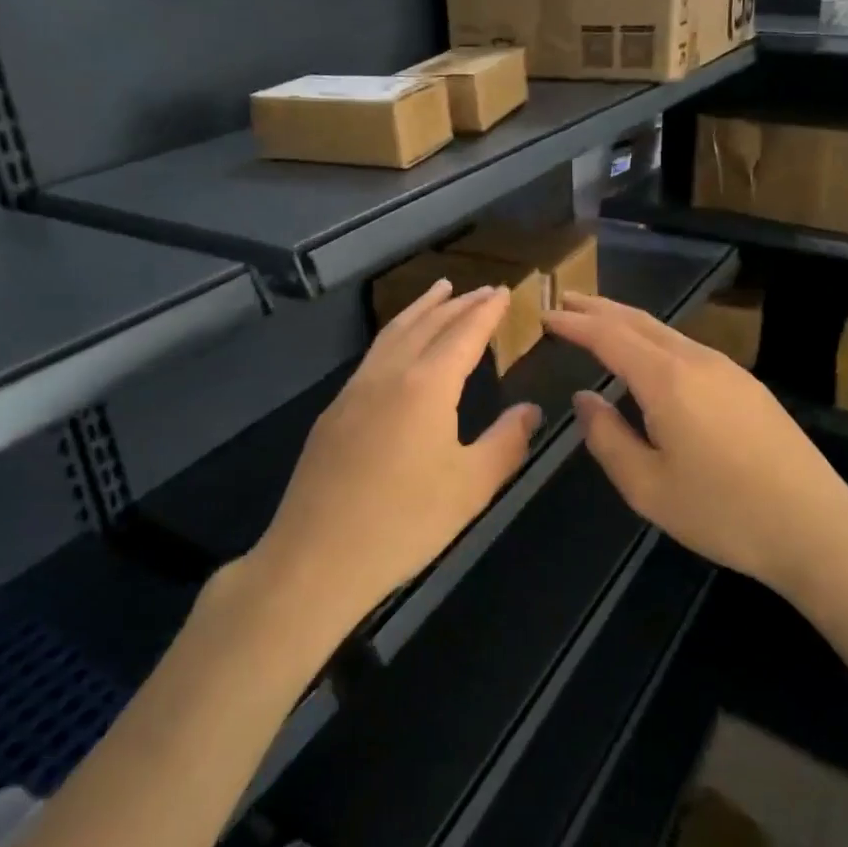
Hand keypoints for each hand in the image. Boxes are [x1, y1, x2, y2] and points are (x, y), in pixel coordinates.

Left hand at [248, 280, 540, 644]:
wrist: (317, 558)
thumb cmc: (405, 522)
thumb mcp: (471, 486)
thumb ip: (506, 441)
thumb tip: (530, 409)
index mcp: (427, 386)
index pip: (464, 334)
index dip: (486, 312)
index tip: (504, 292)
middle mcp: (389, 375)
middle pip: (428, 324)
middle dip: (458, 304)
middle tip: (482, 289)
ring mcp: (355, 390)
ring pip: (393, 333)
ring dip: (421, 309)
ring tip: (439, 292)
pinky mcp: (334, 412)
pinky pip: (373, 355)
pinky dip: (396, 333)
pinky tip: (399, 346)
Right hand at [543, 293, 847, 603]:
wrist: (815, 526)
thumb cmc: (723, 512)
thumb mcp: (647, 487)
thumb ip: (607, 437)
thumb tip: (585, 397)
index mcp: (667, 380)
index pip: (609, 337)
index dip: (575, 323)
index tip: (546, 315)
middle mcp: (697, 361)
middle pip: (639, 322)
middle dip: (599, 309)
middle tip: (565, 300)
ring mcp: (728, 370)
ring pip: (666, 332)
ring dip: (628, 322)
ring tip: (600, 322)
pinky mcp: (748, 386)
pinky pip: (688, 349)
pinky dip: (655, 341)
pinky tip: (651, 358)